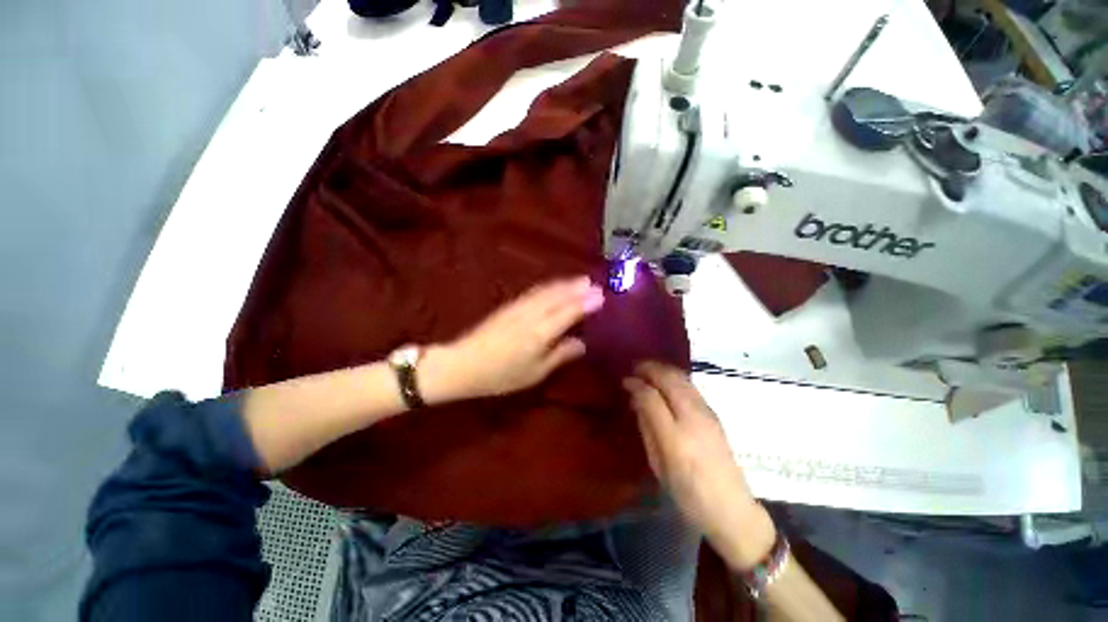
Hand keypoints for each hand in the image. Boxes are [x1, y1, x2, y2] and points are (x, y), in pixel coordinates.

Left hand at [420, 276, 604, 402]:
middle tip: (595, 283)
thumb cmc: (501, 375)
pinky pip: (534, 292)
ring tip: (580, 280)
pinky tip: (553, 286)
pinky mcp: (509, 306)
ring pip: (546, 291)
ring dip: (565, 284)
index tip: (602, 295)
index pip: (569, 312)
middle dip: (578, 288)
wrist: (463, 364)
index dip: (586, 302)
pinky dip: (549, 287)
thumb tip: (582, 344)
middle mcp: (532, 314)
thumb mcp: (534, 372)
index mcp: (540, 332)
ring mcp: (519, 307)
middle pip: (558, 296)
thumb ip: (559, 355)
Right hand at [624, 362, 775, 569]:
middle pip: (669, 379)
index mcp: (675, 437)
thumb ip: (646, 427)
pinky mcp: (714, 414)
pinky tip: (666, 382)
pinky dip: (675, 377)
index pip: (651, 397)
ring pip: (683, 378)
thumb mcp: (658, 465)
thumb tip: (637, 400)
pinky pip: (691, 386)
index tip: (625, 381)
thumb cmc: (687, 493)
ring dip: (663, 369)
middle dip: (650, 368)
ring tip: (648, 370)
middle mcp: (693, 418)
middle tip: (635, 368)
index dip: (636, 384)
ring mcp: (707, 413)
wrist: (731, 508)